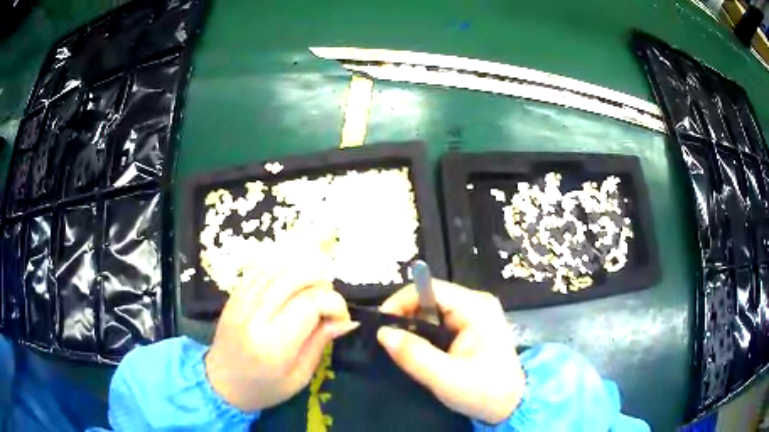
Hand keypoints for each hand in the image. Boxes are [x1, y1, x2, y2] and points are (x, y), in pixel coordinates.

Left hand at [204, 252, 357, 411]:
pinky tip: (291, 281)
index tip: (342, 316)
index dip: (335, 302)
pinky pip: (259, 270)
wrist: (221, 384)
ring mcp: (241, 302)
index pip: (311, 303)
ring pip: (277, 268)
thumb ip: (321, 343)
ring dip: (302, 271)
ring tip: (313, 288)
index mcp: (274, 344)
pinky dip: (281, 269)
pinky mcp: (233, 296)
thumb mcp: (300, 377)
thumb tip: (346, 320)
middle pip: (294, 277)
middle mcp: (255, 317)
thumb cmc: (264, 388)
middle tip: (328, 298)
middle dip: (321, 281)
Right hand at [377, 280, 524, 423]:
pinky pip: (439, 322)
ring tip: (399, 348)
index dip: (400, 302)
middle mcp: (476, 303)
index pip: (430, 289)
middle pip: (430, 298)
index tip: (380, 325)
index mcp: (476, 307)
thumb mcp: (446, 378)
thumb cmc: (484, 391)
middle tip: (387, 341)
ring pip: (432, 311)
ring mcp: (475, 314)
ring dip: (413, 327)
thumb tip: (383, 332)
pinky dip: (424, 334)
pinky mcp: (472, 327)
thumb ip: (414, 355)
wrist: (511, 405)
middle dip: (405, 316)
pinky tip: (417, 350)